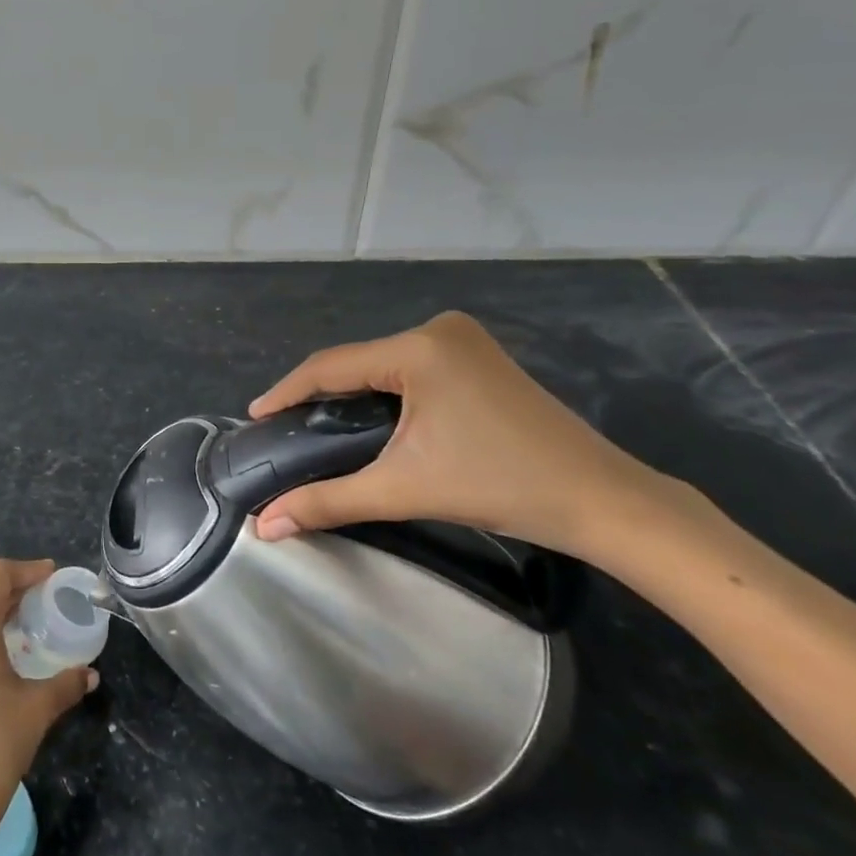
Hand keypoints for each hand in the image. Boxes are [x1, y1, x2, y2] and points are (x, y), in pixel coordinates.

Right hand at [249, 312, 673, 563]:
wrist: (601, 500)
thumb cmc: (499, 486)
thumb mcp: (403, 489)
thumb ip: (327, 502)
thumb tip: (264, 526)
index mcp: (419, 348)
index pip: (331, 366)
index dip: (286, 391)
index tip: (254, 417)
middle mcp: (438, 329)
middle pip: (356, 362)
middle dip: (317, 395)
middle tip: (284, 429)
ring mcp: (463, 340)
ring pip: (382, 365)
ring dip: (349, 394)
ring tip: (316, 426)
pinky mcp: (478, 357)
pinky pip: (409, 368)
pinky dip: (382, 392)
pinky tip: (369, 418)